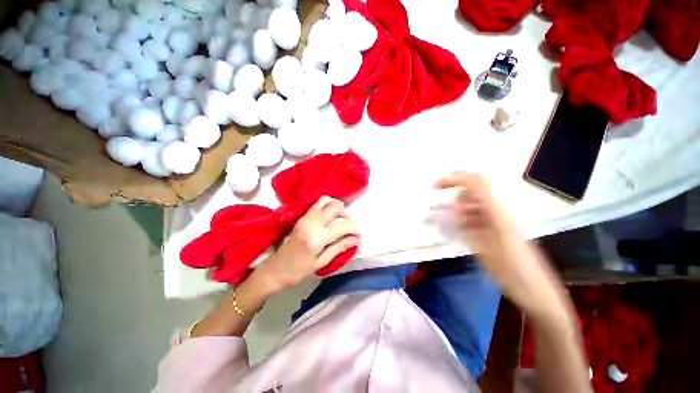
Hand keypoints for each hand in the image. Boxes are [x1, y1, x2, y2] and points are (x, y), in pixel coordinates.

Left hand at [254, 196, 360, 292]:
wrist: (276, 268)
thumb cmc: (299, 270)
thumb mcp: (322, 262)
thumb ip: (340, 247)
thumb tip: (357, 239)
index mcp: (317, 238)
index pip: (343, 225)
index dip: (354, 229)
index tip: (358, 236)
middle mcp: (312, 222)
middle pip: (336, 206)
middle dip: (347, 214)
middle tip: (349, 226)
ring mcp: (306, 217)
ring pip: (327, 200)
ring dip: (337, 207)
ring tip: (340, 219)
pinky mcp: (302, 216)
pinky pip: (318, 203)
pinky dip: (328, 205)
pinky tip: (330, 217)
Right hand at [435, 173, 567, 318]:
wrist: (537, 291)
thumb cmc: (513, 273)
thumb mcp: (485, 248)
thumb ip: (467, 226)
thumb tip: (452, 207)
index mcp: (498, 212)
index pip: (476, 182)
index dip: (455, 179)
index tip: (436, 187)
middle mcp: (499, 211)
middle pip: (473, 190)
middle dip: (454, 192)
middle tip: (438, 205)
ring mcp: (499, 220)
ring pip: (474, 203)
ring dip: (457, 206)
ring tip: (446, 220)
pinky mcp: (497, 228)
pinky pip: (476, 215)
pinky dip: (463, 217)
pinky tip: (458, 228)